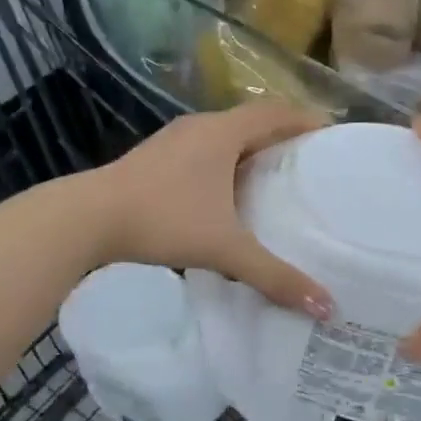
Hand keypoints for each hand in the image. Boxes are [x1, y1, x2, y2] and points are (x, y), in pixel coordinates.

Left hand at [91, 103, 334, 318]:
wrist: (88, 218)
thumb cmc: (163, 220)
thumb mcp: (225, 249)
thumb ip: (274, 276)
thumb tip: (326, 307)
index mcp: (223, 133)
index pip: (277, 113)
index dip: (307, 121)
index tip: (332, 137)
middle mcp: (199, 127)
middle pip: (251, 122)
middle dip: (282, 138)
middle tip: (309, 165)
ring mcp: (172, 140)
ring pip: (223, 138)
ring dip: (249, 153)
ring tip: (273, 181)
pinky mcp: (153, 158)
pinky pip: (201, 152)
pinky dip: (223, 166)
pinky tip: (225, 197)